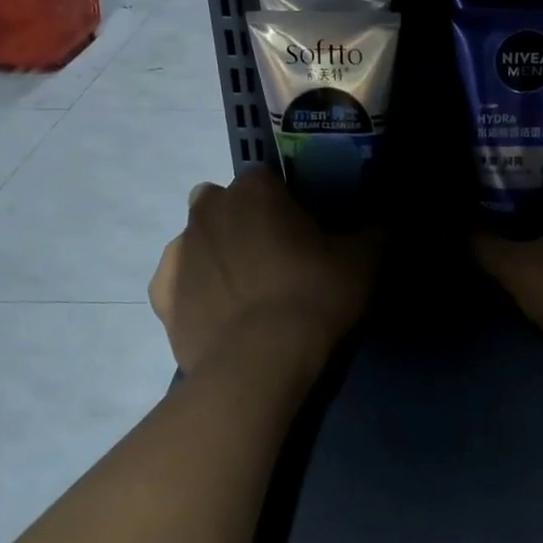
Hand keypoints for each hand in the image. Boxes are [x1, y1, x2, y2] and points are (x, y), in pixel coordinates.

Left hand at [149, 167, 377, 375]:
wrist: (260, 361)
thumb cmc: (313, 296)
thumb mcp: (362, 260)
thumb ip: (373, 230)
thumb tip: (382, 220)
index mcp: (254, 190)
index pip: (268, 181)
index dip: (285, 205)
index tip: (303, 233)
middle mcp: (207, 209)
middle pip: (226, 205)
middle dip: (245, 222)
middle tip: (275, 259)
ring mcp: (177, 250)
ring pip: (198, 240)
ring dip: (217, 254)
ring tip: (247, 292)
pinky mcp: (160, 293)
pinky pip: (178, 281)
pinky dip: (194, 290)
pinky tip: (219, 313)